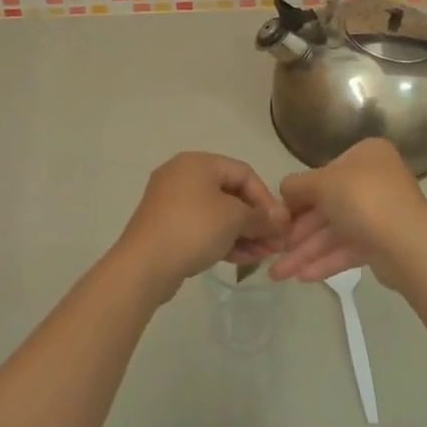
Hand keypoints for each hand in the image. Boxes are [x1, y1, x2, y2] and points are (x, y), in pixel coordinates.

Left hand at [111, 152, 287, 301]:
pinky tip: (243, 260)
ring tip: (264, 256)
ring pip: (217, 214)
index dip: (265, 197)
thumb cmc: (194, 227)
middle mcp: (183, 176)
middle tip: (275, 243)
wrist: (145, 264)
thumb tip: (280, 218)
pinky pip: (202, 228)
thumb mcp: (234, 218)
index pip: (243, 172)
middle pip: (230, 194)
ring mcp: (172, 203)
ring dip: (243, 233)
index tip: (279, 224)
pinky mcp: (167, 228)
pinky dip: (223, 240)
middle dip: (255, 220)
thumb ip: (260, 216)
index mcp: (198, 163)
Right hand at [272, 138, 426, 294]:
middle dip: (298, 233)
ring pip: (335, 231)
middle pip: (327, 206)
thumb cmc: (363, 200)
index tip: (277, 218)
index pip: (323, 173)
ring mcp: (380, 212)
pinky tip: (302, 277)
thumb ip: (297, 185)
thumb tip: (284, 191)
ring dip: (306, 252)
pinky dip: (325, 261)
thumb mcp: (322, 183)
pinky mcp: (383, 243)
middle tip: (273, 249)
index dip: (297, 197)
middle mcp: (375, 180)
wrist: (409, 245)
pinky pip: (347, 249)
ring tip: (278, 275)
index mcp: (366, 155)